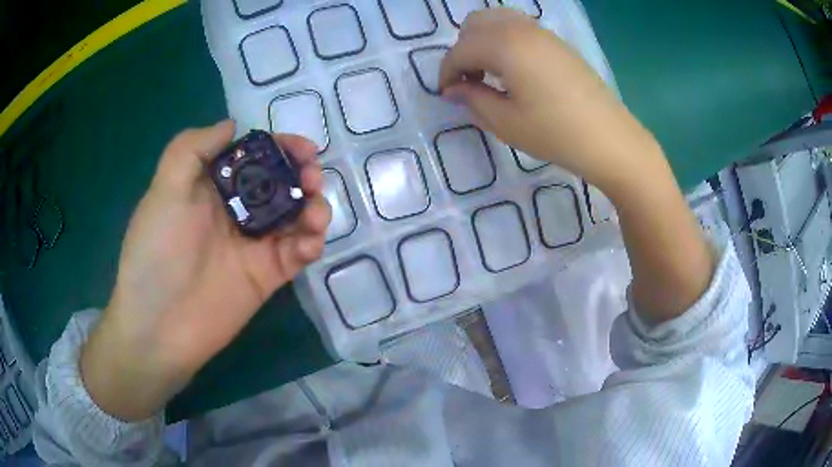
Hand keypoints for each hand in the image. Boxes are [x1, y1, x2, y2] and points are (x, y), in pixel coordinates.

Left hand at [80, 121, 330, 420]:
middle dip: (304, 175)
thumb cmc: (156, 252)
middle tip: (312, 180)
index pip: (255, 157)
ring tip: (315, 215)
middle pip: (282, 183)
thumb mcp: (164, 189)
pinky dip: (312, 244)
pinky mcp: (267, 275)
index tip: (303, 149)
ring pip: (296, 217)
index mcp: (213, 186)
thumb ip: (193, 147)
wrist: (160, 324)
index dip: (281, 147)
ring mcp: (254, 244)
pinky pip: (298, 253)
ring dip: (315, 208)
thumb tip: (232, 125)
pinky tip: (309, 244)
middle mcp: (236, 210)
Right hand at [442, 10, 714, 323]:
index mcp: (504, 45)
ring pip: (497, 21)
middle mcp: (521, 28)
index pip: (460, 50)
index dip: (446, 73)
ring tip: (489, 74)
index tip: (446, 95)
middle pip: (474, 24)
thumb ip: (473, 99)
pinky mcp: (558, 42)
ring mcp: (543, 32)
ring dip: (483, 42)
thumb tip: (454, 89)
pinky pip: (519, 28)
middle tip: (468, 81)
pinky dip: (504, 41)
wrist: (611, 140)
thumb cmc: (556, 134)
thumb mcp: (506, 122)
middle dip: (463, 50)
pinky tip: (513, 71)